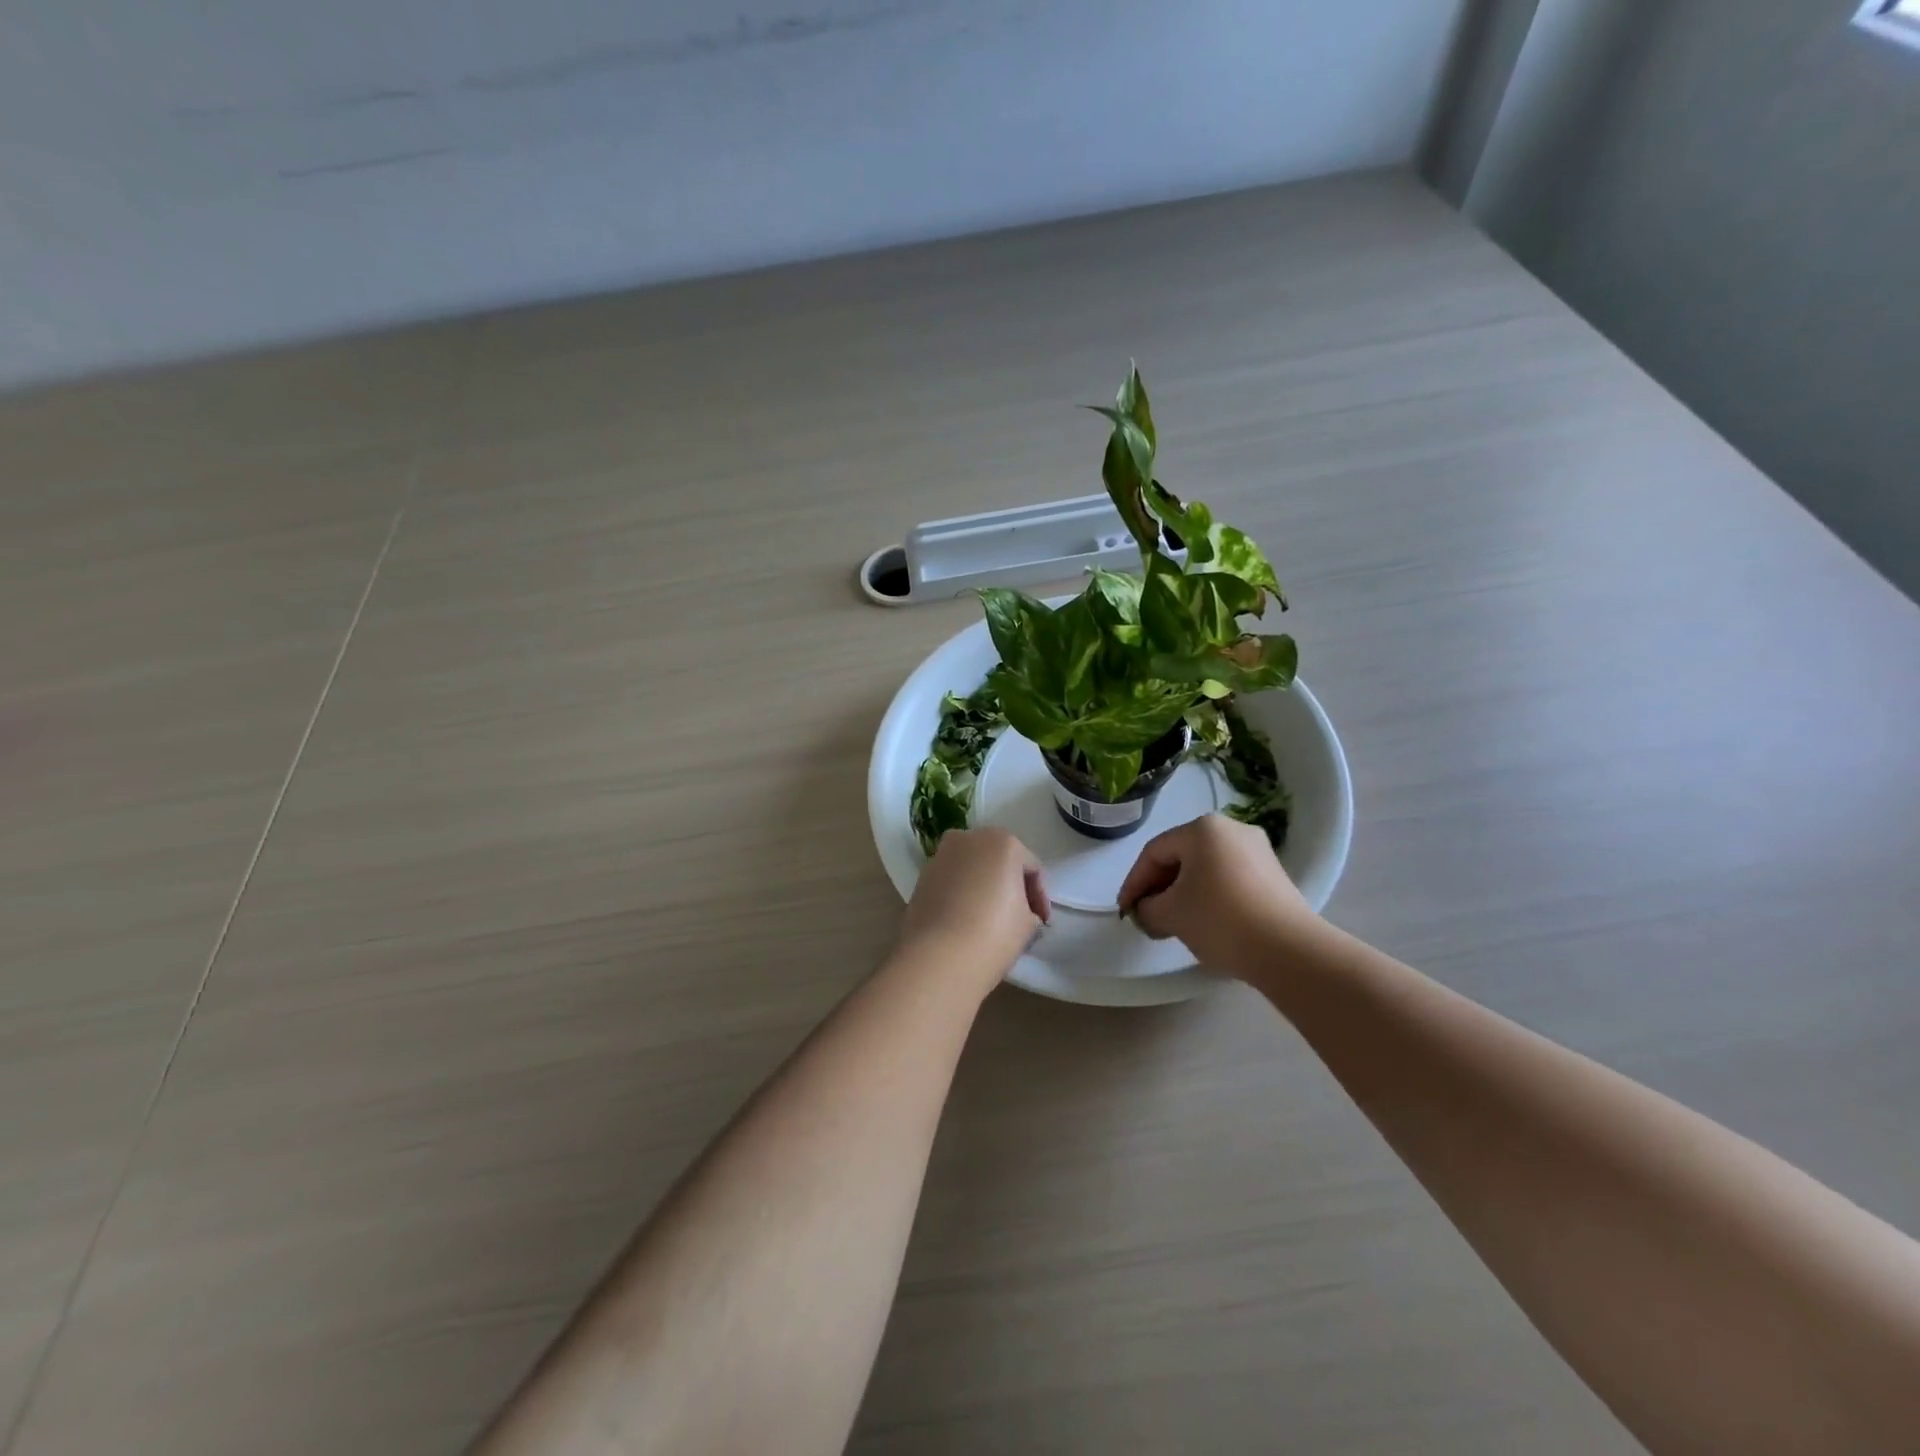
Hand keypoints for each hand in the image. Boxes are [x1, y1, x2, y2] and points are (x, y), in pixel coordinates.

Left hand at [895, 828, 1049, 995]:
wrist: (938, 958)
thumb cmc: (993, 934)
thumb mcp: (1028, 924)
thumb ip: (1029, 909)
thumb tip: (1020, 913)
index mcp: (1003, 842)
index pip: (1031, 868)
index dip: (1039, 897)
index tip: (1041, 922)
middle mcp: (970, 839)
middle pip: (999, 860)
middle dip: (1009, 884)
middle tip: (1018, 915)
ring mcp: (941, 855)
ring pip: (972, 868)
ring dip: (983, 886)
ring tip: (989, 918)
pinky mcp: (921, 876)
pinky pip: (951, 880)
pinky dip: (961, 893)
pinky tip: (965, 919)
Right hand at [1117, 815, 1321, 976]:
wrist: (1289, 950)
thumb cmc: (1220, 920)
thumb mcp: (1170, 914)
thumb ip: (1147, 908)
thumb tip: (1147, 910)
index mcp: (1202, 828)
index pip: (1154, 852)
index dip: (1134, 883)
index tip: (1124, 911)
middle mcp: (1231, 829)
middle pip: (1181, 857)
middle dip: (1159, 888)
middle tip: (1145, 917)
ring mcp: (1257, 851)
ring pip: (1205, 869)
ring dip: (1183, 894)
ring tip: (1172, 924)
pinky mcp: (1274, 875)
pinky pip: (1228, 879)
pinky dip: (1209, 896)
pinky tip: (1203, 922)